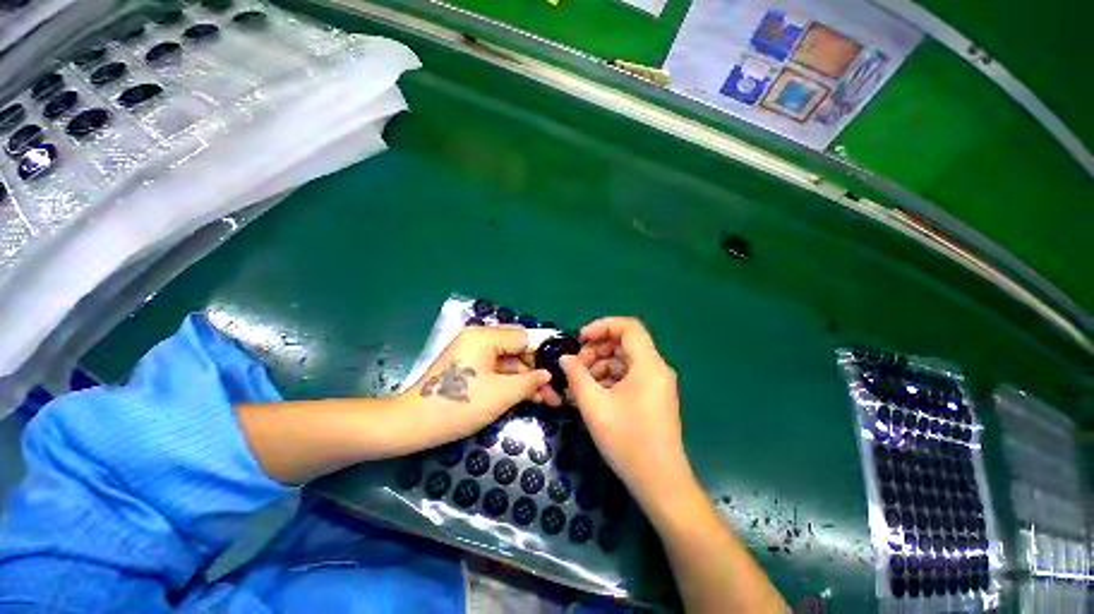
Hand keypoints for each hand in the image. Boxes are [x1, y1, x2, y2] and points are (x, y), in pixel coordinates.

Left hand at [401, 326, 552, 449]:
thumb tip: (548, 374)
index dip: (543, 356)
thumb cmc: (458, 406)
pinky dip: (511, 383)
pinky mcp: (469, 367)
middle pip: (517, 350)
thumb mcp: (501, 394)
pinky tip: (528, 397)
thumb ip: (530, 381)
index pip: (524, 339)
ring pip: (508, 362)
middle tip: (555, 393)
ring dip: (526, 380)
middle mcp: (479, 338)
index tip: (560, 373)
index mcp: (485, 336)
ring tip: (547, 400)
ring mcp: (473, 353)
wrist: (411, 425)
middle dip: (536, 371)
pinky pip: (496, 370)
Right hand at [560, 317, 692, 509]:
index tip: (580, 339)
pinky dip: (609, 378)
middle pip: (625, 343)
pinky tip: (591, 393)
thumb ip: (576, 376)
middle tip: (575, 366)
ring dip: (600, 365)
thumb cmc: (627, 441)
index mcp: (648, 364)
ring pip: (625, 360)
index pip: (628, 326)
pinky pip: (628, 376)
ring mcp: (656, 383)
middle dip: (597, 349)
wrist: (660, 483)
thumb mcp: (594, 406)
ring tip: (579, 382)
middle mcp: (656, 368)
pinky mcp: (652, 396)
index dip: (602, 326)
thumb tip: (564, 359)